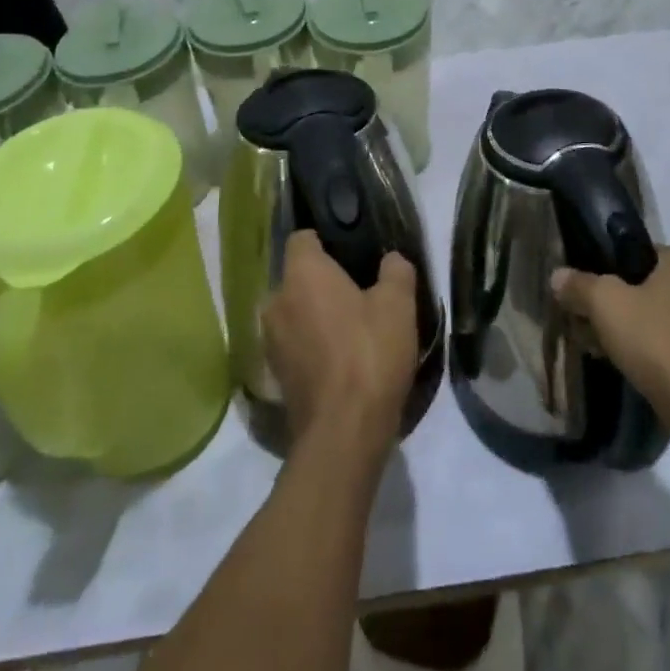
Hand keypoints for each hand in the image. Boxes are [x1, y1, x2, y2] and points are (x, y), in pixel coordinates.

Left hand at [263, 233, 417, 463]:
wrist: (344, 433)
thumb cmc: (369, 353)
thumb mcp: (398, 304)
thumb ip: (395, 270)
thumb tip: (391, 260)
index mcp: (301, 273)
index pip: (302, 237)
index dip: (325, 239)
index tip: (351, 250)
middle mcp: (276, 300)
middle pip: (297, 276)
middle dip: (323, 280)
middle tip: (359, 289)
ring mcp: (271, 341)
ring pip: (295, 311)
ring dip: (316, 314)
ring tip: (352, 326)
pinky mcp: (276, 375)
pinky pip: (294, 343)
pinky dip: (312, 344)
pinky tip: (341, 357)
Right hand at [553, 248, 669, 461]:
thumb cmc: (659, 341)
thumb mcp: (606, 304)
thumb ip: (580, 285)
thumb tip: (558, 276)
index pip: (642, 255)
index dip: (610, 273)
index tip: (589, 296)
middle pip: (654, 291)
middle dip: (622, 309)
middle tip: (593, 328)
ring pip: (668, 325)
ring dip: (640, 337)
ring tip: (609, 356)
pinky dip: (661, 361)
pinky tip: (638, 377)